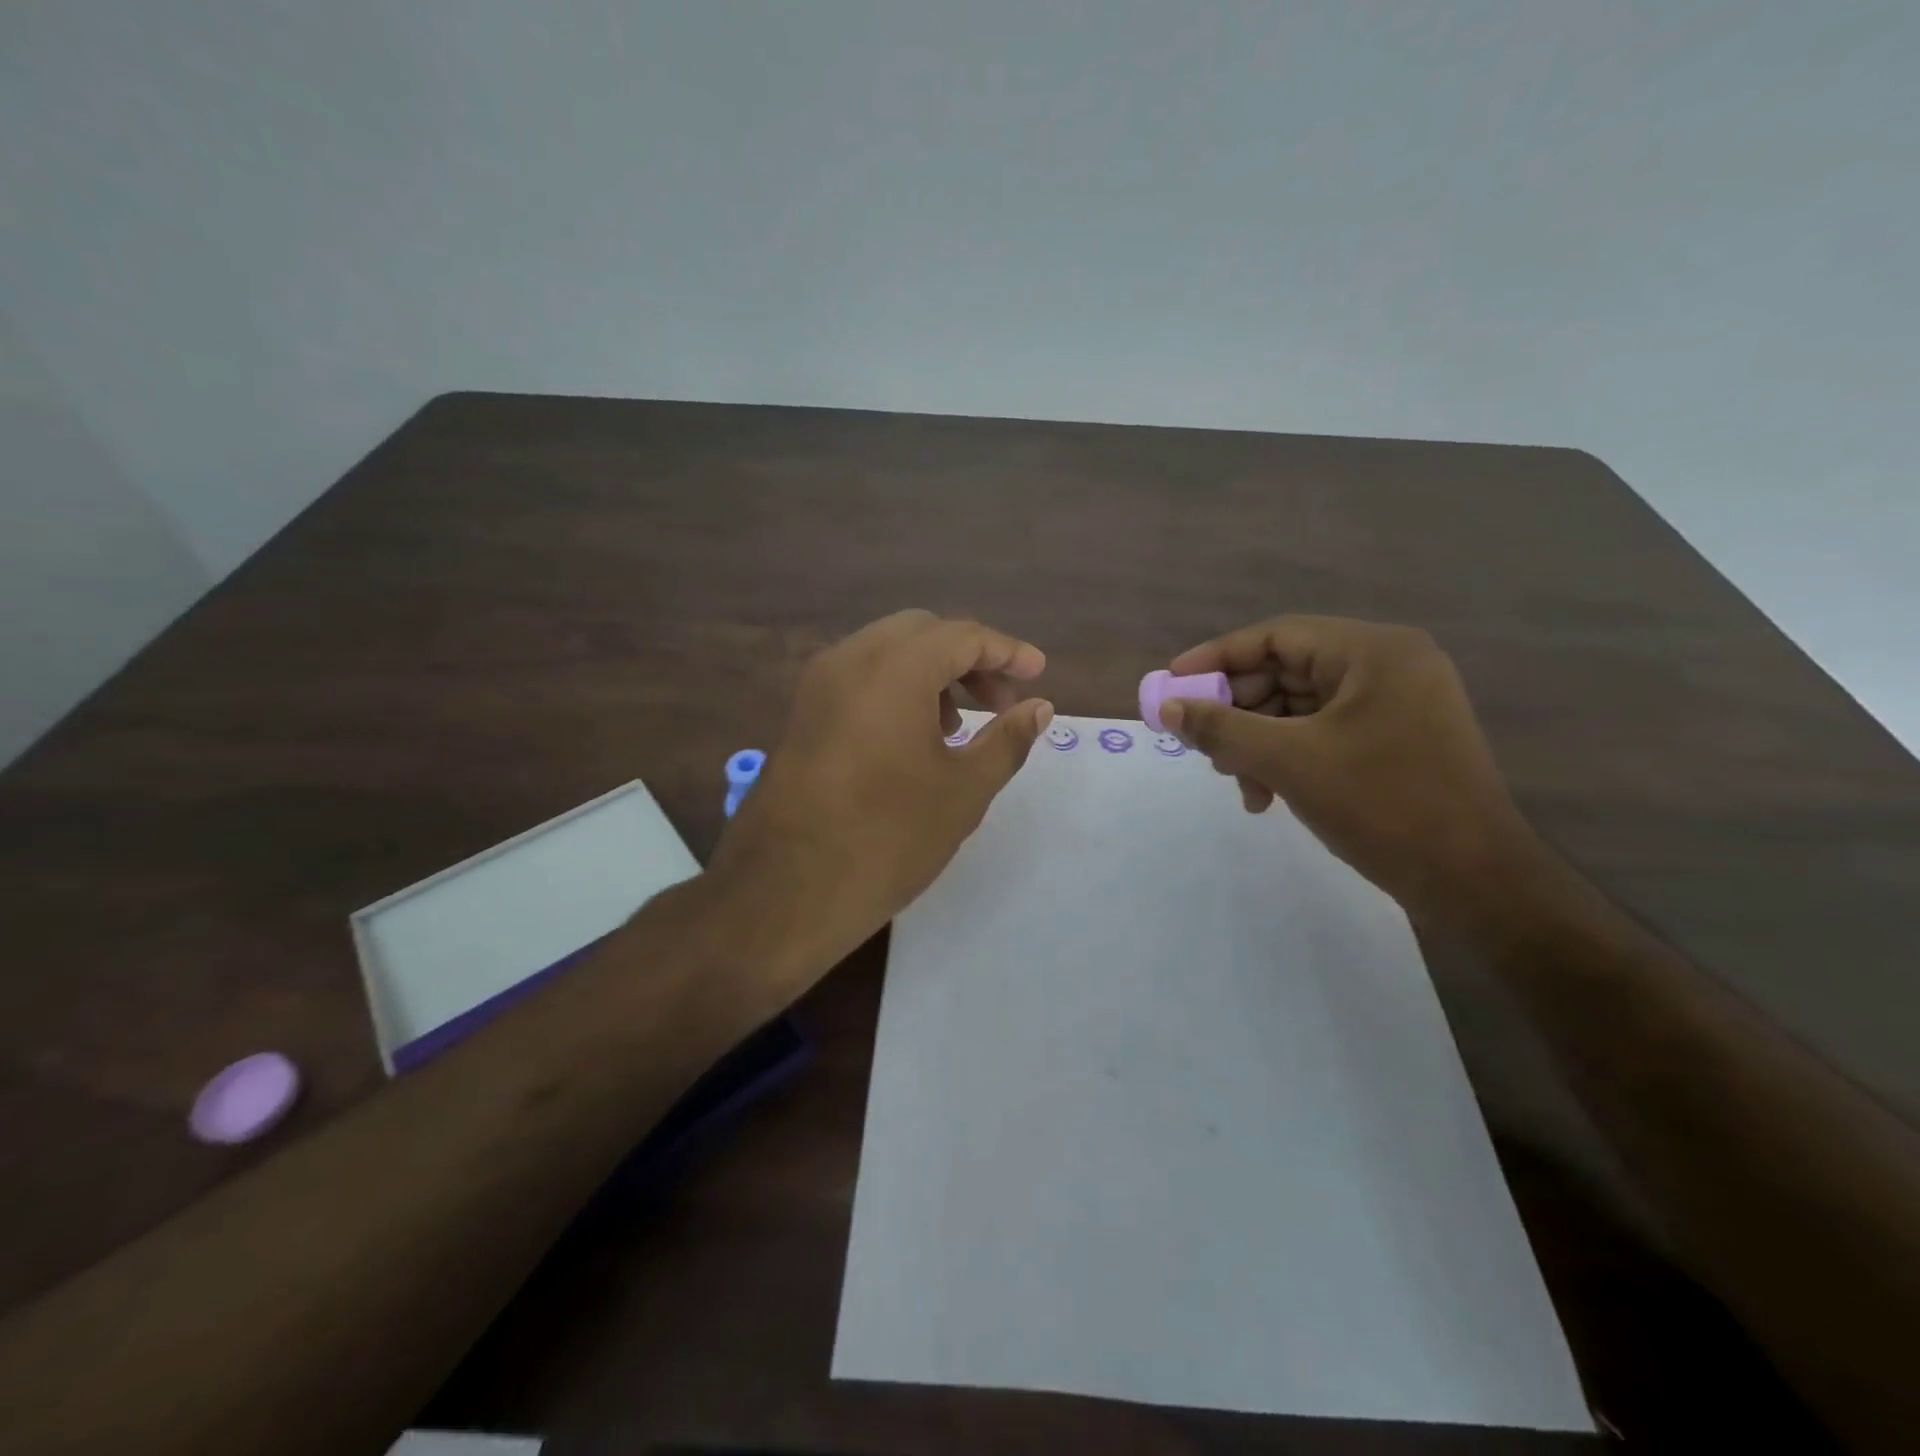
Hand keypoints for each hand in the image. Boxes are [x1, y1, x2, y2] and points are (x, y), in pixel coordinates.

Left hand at [706, 610, 1051, 993]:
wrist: (785, 891)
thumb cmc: (887, 838)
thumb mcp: (963, 790)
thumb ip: (1007, 740)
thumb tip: (1040, 708)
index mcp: (894, 668)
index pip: (962, 635)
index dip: (1007, 651)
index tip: (1038, 675)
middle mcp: (849, 659)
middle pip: (922, 632)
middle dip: (968, 658)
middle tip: (1000, 703)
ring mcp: (817, 684)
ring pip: (886, 652)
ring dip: (931, 673)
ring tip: (958, 725)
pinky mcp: (801, 713)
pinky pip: (858, 678)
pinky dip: (895, 688)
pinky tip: (913, 738)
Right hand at [1159, 616, 1538, 929]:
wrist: (1474, 882)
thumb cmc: (1383, 806)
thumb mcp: (1289, 762)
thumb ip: (1222, 729)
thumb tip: (1167, 709)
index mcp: (1373, 652)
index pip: (1277, 636)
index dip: (1217, 657)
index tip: (1172, 684)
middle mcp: (1388, 666)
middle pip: (1287, 672)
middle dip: (1238, 710)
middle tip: (1202, 744)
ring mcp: (1396, 704)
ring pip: (1300, 708)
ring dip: (1258, 741)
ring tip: (1236, 780)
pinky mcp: (1395, 740)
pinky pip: (1323, 733)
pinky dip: (1288, 757)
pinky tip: (1266, 795)